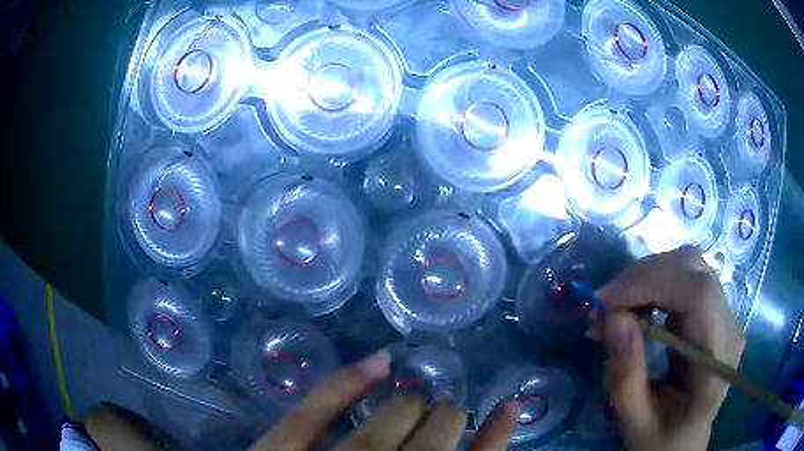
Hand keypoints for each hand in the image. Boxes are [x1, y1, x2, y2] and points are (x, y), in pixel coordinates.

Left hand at [249, 350, 519, 450]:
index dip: (494, 441)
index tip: (508, 410)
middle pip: (430, 448)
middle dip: (448, 422)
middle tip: (449, 412)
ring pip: (380, 431)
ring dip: (411, 407)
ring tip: (421, 398)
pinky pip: (310, 415)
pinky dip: (345, 385)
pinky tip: (379, 361)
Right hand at [592, 246, 744, 450]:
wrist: (685, 441)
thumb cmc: (661, 439)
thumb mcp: (634, 422)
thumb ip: (625, 376)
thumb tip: (612, 317)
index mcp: (718, 360)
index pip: (697, 293)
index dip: (650, 283)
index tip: (603, 303)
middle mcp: (729, 325)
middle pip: (691, 268)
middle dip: (641, 278)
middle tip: (603, 311)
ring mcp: (726, 313)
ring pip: (687, 265)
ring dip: (646, 279)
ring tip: (617, 312)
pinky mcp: (715, 309)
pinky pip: (685, 277)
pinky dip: (654, 284)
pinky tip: (639, 311)